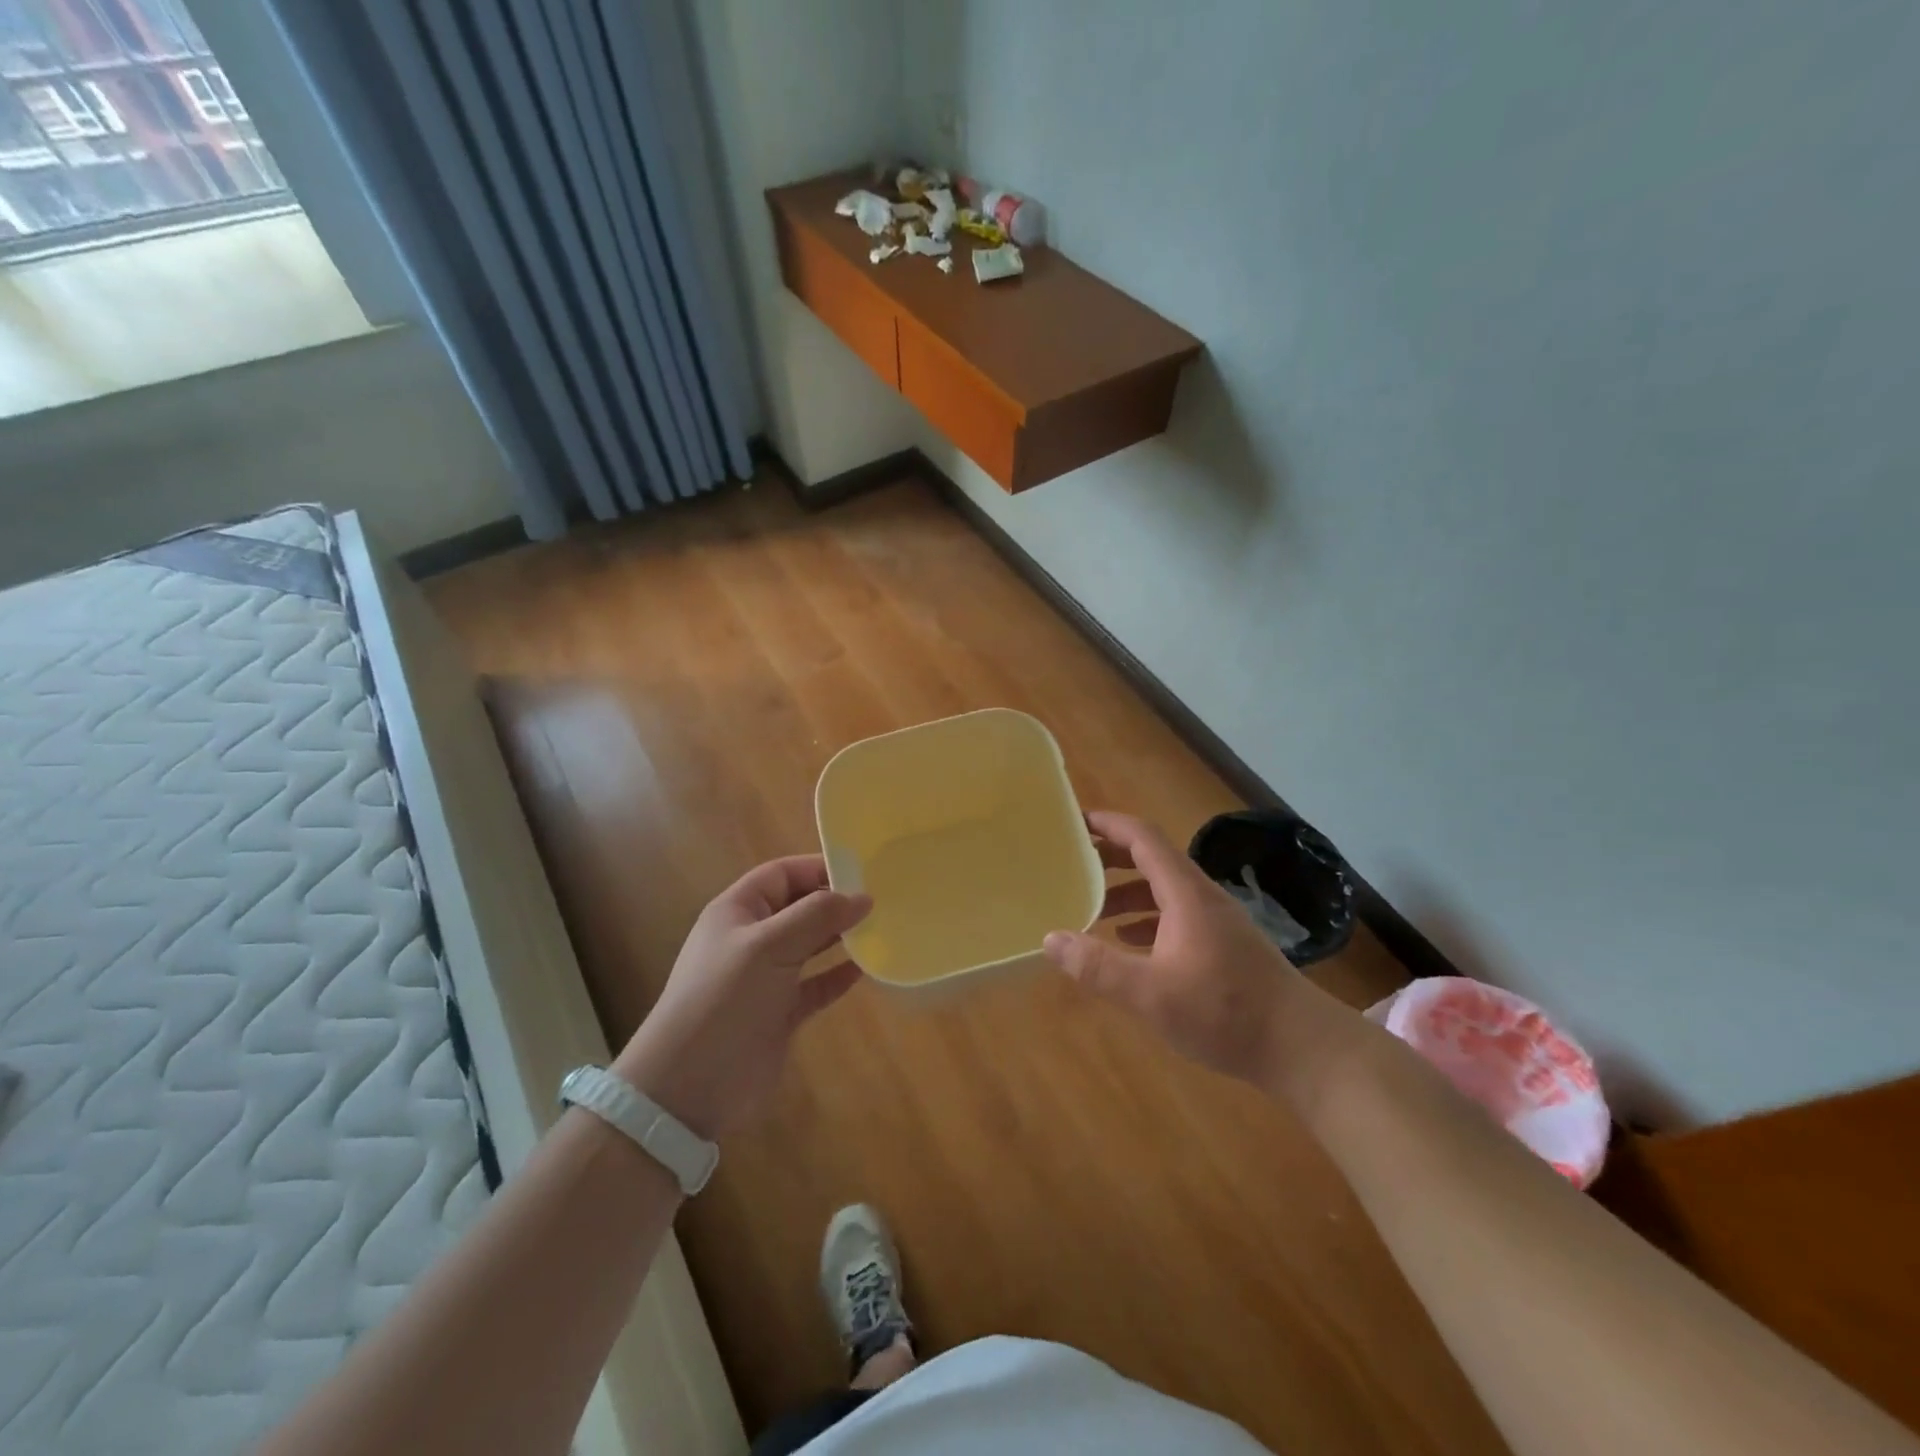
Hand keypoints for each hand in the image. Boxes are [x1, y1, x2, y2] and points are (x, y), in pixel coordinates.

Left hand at [613, 857, 870, 1140]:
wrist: (689, 1086)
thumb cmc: (725, 999)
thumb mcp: (769, 946)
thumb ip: (817, 916)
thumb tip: (862, 897)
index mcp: (738, 911)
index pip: (782, 874)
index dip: (818, 867)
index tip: (862, 871)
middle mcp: (751, 939)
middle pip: (798, 907)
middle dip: (834, 902)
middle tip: (881, 900)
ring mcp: (765, 978)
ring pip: (809, 946)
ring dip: (840, 937)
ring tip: (880, 929)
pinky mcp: (779, 1013)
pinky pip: (815, 985)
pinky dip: (837, 976)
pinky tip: (864, 970)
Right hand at [1044, 810, 1312, 1083]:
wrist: (1301, 1046)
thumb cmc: (1225, 1012)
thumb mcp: (1151, 994)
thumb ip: (1098, 967)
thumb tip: (1051, 939)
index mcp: (1186, 893)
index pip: (1144, 838)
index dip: (1109, 824)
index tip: (1075, 822)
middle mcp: (1201, 897)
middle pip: (1152, 859)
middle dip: (1111, 857)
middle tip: (1073, 863)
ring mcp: (1216, 921)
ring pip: (1163, 890)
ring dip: (1126, 891)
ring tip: (1091, 907)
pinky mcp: (1223, 945)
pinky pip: (1175, 915)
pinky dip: (1146, 918)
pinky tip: (1128, 943)